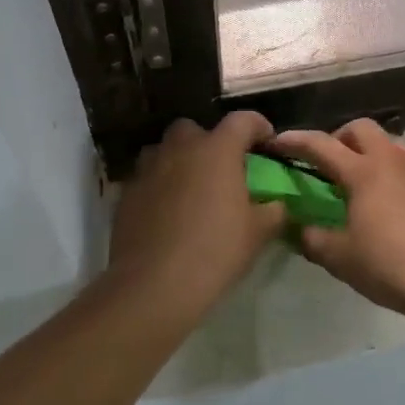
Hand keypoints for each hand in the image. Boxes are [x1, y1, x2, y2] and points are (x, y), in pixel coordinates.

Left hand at [107, 112, 286, 314]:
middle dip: (210, 142)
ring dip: (180, 161)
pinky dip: (160, 186)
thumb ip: (273, 210)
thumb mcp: (258, 233)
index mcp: (217, 150)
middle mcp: (180, 148)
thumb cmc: (215, 251)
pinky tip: (167, 213)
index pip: (243, 120)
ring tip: (192, 188)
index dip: (258, 127)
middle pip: (196, 129)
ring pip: (166, 150)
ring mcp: (148, 168)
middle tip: (222, 169)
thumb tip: (276, 203)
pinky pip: (147, 177)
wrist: (154, 284)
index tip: (267, 143)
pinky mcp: (127, 192)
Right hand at [270, 119, 404, 320]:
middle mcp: (393, 161)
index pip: (321, 145)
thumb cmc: (389, 266)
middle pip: (362, 128)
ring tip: (362, 182)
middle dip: (339, 138)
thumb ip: (313, 238)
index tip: (277, 141)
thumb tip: (299, 228)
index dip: (295, 141)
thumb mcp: (340, 258)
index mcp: (364, 172)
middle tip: (328, 164)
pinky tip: (392, 205)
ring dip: (371, 152)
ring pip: (391, 144)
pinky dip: (394, 173)